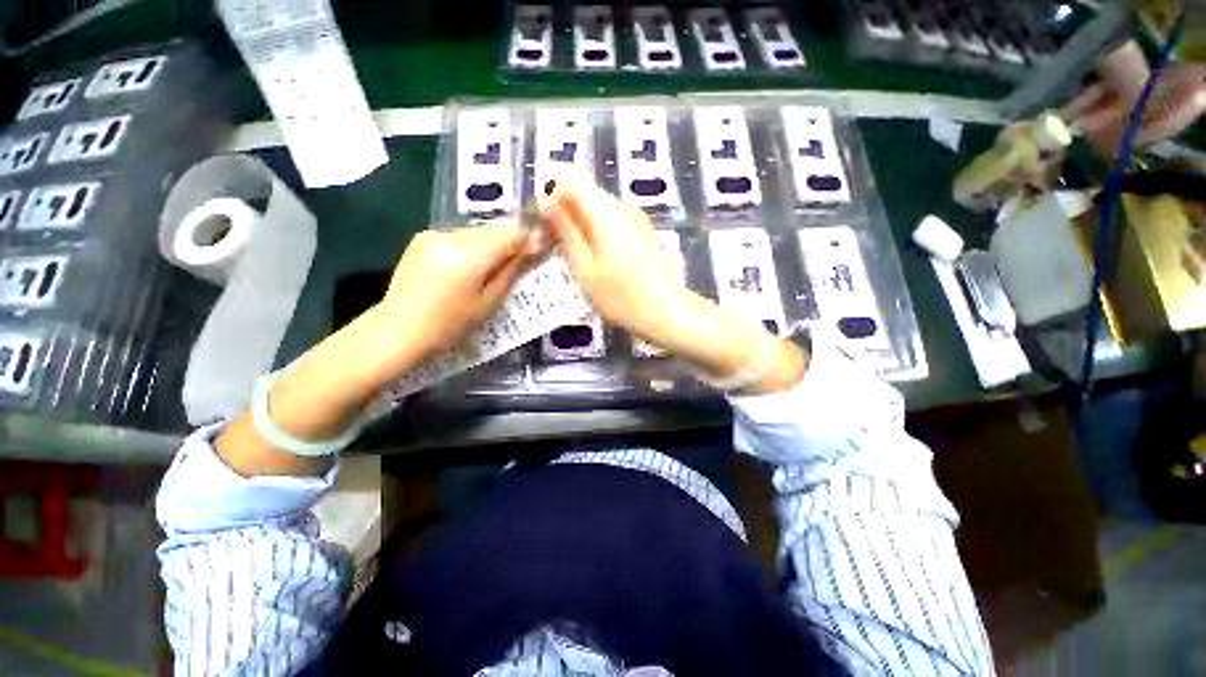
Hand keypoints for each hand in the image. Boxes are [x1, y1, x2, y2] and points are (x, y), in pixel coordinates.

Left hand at [376, 222, 546, 369]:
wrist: (397, 330)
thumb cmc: (449, 326)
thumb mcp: (488, 302)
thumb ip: (511, 270)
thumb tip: (535, 246)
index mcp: (468, 257)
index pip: (509, 234)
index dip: (527, 239)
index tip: (539, 249)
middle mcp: (450, 236)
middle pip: (492, 231)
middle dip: (507, 244)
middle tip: (513, 267)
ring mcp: (432, 234)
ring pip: (475, 233)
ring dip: (488, 247)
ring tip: (485, 272)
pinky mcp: (421, 237)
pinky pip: (457, 237)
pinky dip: (468, 248)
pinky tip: (462, 269)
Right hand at [540, 175, 688, 344]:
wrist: (666, 313)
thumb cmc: (620, 298)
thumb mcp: (584, 269)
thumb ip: (565, 232)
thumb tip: (546, 201)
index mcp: (606, 213)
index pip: (571, 178)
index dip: (550, 191)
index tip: (541, 219)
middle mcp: (623, 207)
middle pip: (585, 191)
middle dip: (563, 209)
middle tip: (550, 243)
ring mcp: (636, 219)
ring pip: (597, 207)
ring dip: (579, 222)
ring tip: (570, 253)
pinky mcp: (642, 231)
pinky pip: (611, 220)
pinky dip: (595, 230)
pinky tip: (594, 257)